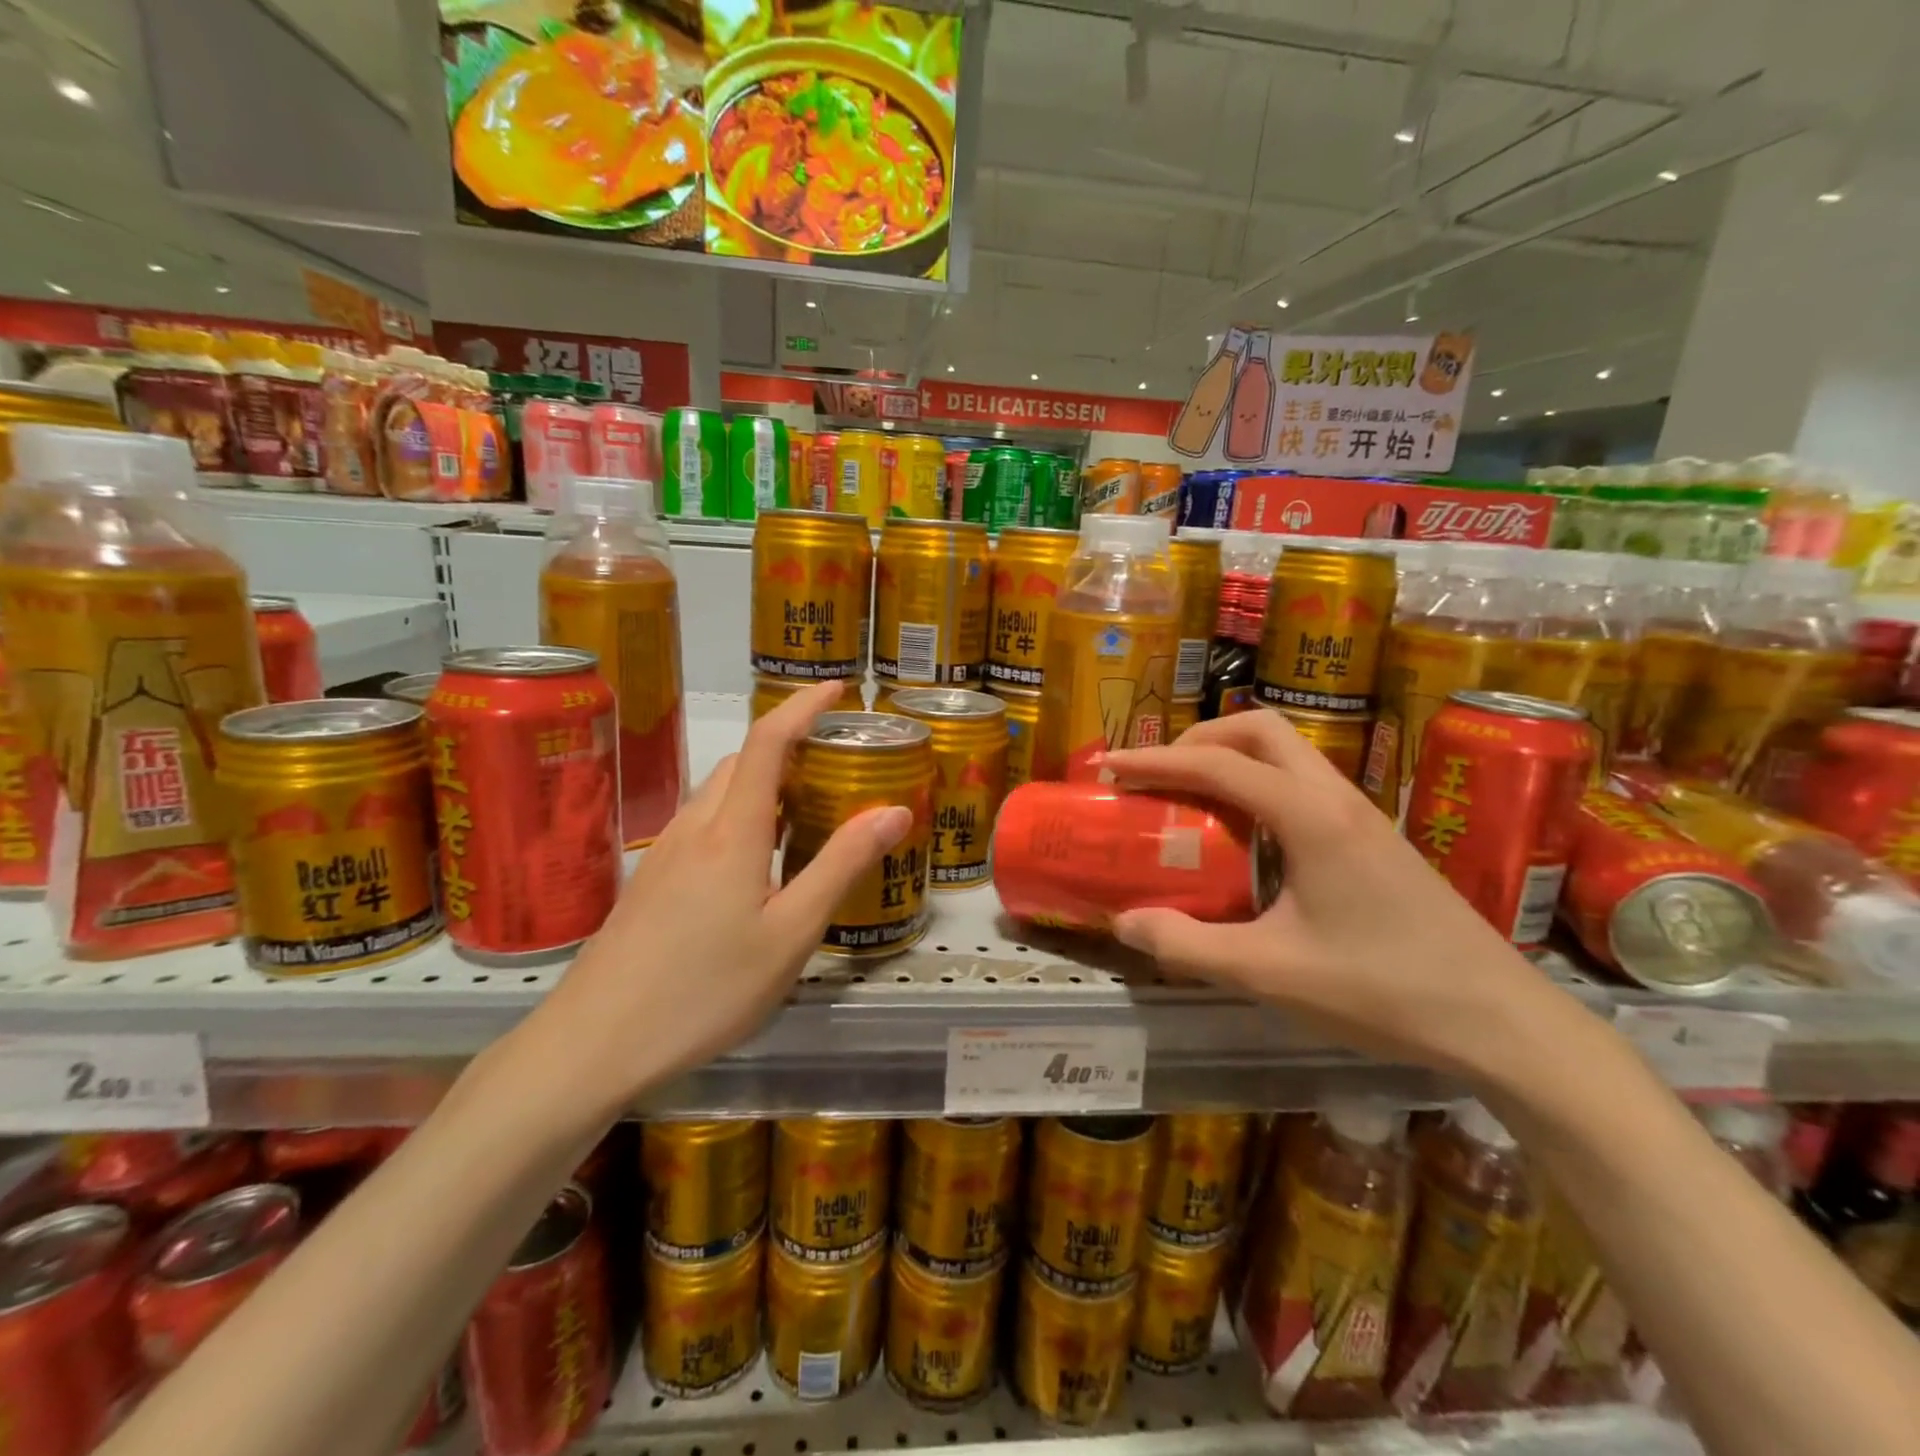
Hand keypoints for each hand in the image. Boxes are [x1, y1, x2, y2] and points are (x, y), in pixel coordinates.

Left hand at [525, 682, 909, 1120]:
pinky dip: (741, 819)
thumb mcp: (791, 934)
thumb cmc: (704, 990)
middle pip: (743, 763)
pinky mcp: (651, 882)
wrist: (592, 1045)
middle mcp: (695, 828)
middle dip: (789, 749)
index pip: (768, 741)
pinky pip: (704, 827)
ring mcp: (665, 854)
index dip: (802, 706)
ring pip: (720, 795)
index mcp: (733, 831)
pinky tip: (758, 867)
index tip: (836, 690)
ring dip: (765, 786)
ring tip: (807, 816)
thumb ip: (842, 866)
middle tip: (836, 771)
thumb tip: (894, 810)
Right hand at [1101, 710, 1579, 1079]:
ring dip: (1231, 759)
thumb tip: (1124, 922)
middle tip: (1158, 776)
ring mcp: (1362, 814)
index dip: (1156, 761)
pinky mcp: (1374, 838)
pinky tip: (1246, 838)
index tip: (1110, 767)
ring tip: (1191, 799)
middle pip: (1259, 730)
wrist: (1502, 1021)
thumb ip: (1189, 945)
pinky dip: (1259, 786)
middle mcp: (1336, 798)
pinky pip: (1303, 784)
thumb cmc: (1384, 990)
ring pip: (1287, 753)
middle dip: (1199, 739)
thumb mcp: (1271, 973)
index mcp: (1310, 817)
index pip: (1218, 764)